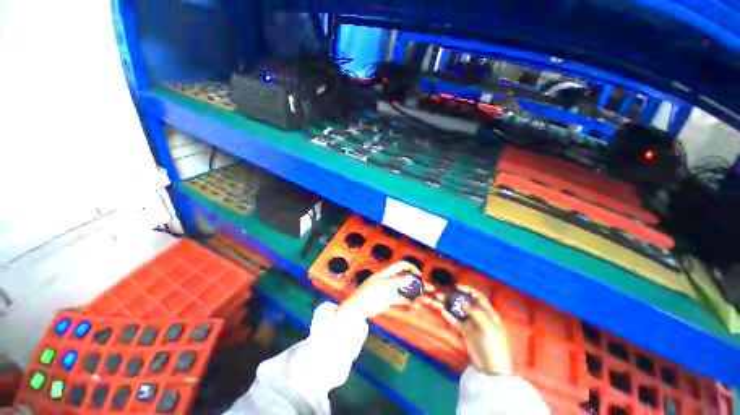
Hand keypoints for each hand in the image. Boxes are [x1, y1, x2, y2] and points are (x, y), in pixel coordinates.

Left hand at [337, 261, 422, 320]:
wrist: (359, 307)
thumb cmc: (371, 293)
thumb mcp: (386, 285)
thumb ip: (400, 281)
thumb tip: (413, 277)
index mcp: (388, 272)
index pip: (401, 265)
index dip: (411, 268)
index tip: (420, 276)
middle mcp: (391, 279)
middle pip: (406, 278)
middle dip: (418, 283)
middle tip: (429, 289)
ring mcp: (390, 289)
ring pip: (406, 289)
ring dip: (416, 293)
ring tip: (426, 300)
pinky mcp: (390, 299)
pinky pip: (402, 298)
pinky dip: (409, 301)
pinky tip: (417, 305)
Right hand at [431, 285, 512, 375]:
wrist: (490, 368)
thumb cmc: (494, 345)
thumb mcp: (488, 328)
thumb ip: (476, 313)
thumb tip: (463, 302)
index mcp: (488, 313)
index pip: (478, 297)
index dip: (469, 290)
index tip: (457, 286)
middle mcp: (478, 316)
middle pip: (465, 302)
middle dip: (453, 297)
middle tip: (441, 293)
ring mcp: (470, 324)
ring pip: (457, 310)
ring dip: (447, 305)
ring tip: (436, 301)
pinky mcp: (464, 331)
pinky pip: (454, 321)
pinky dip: (448, 315)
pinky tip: (441, 311)